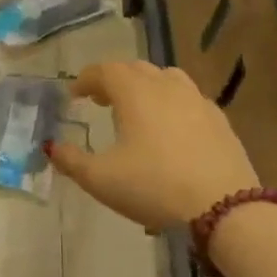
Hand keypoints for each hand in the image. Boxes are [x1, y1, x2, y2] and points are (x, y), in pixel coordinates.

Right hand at [47, 61, 258, 230]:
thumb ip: (71, 160)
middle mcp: (166, 86)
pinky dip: (170, 102)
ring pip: (166, 78)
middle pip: (135, 69)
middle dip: (113, 79)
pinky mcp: (219, 120)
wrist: (224, 208)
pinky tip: (169, 128)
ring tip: (136, 108)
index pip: (105, 70)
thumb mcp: (100, 179)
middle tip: (99, 99)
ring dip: (145, 86)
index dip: (86, 79)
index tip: (74, 95)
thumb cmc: (154, 187)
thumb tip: (51, 147)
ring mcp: (197, 101)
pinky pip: (188, 98)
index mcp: (134, 93)